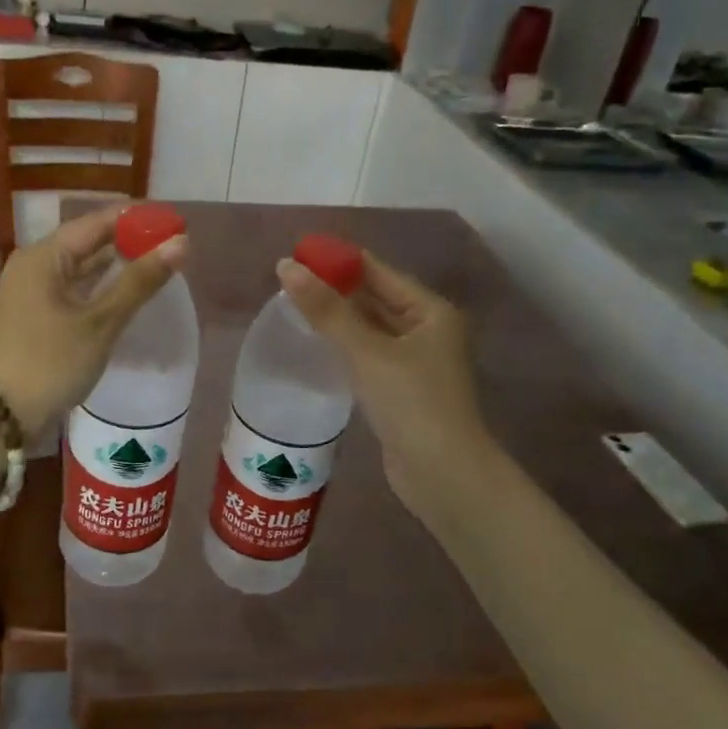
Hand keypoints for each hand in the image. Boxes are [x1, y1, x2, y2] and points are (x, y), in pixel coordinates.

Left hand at [0, 207, 185, 439]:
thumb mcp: (100, 322)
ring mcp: (30, 291)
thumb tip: (181, 243)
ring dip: (115, 265)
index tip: (174, 221)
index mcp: (43, 256)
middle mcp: (33, 264)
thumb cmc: (50, 363)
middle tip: (172, 244)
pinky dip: (98, 287)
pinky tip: (124, 292)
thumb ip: (139, 281)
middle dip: (128, 241)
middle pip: (87, 241)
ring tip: (156, 263)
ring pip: (79, 266)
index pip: (97, 222)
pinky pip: (71, 288)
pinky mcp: (33, 314)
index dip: (137, 219)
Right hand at [276, 250, 490, 525]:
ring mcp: (416, 363)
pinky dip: (344, 347)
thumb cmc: (411, 402)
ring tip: (294, 308)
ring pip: (370, 329)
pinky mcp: (402, 390)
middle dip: (335, 290)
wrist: (442, 474)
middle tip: (288, 282)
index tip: (298, 254)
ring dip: (337, 319)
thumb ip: (326, 309)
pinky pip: (368, 356)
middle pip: (375, 299)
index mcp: (431, 312)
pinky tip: (316, 345)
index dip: (339, 261)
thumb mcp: (366, 351)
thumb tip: (285, 267)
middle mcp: (428, 331)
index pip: (379, 272)